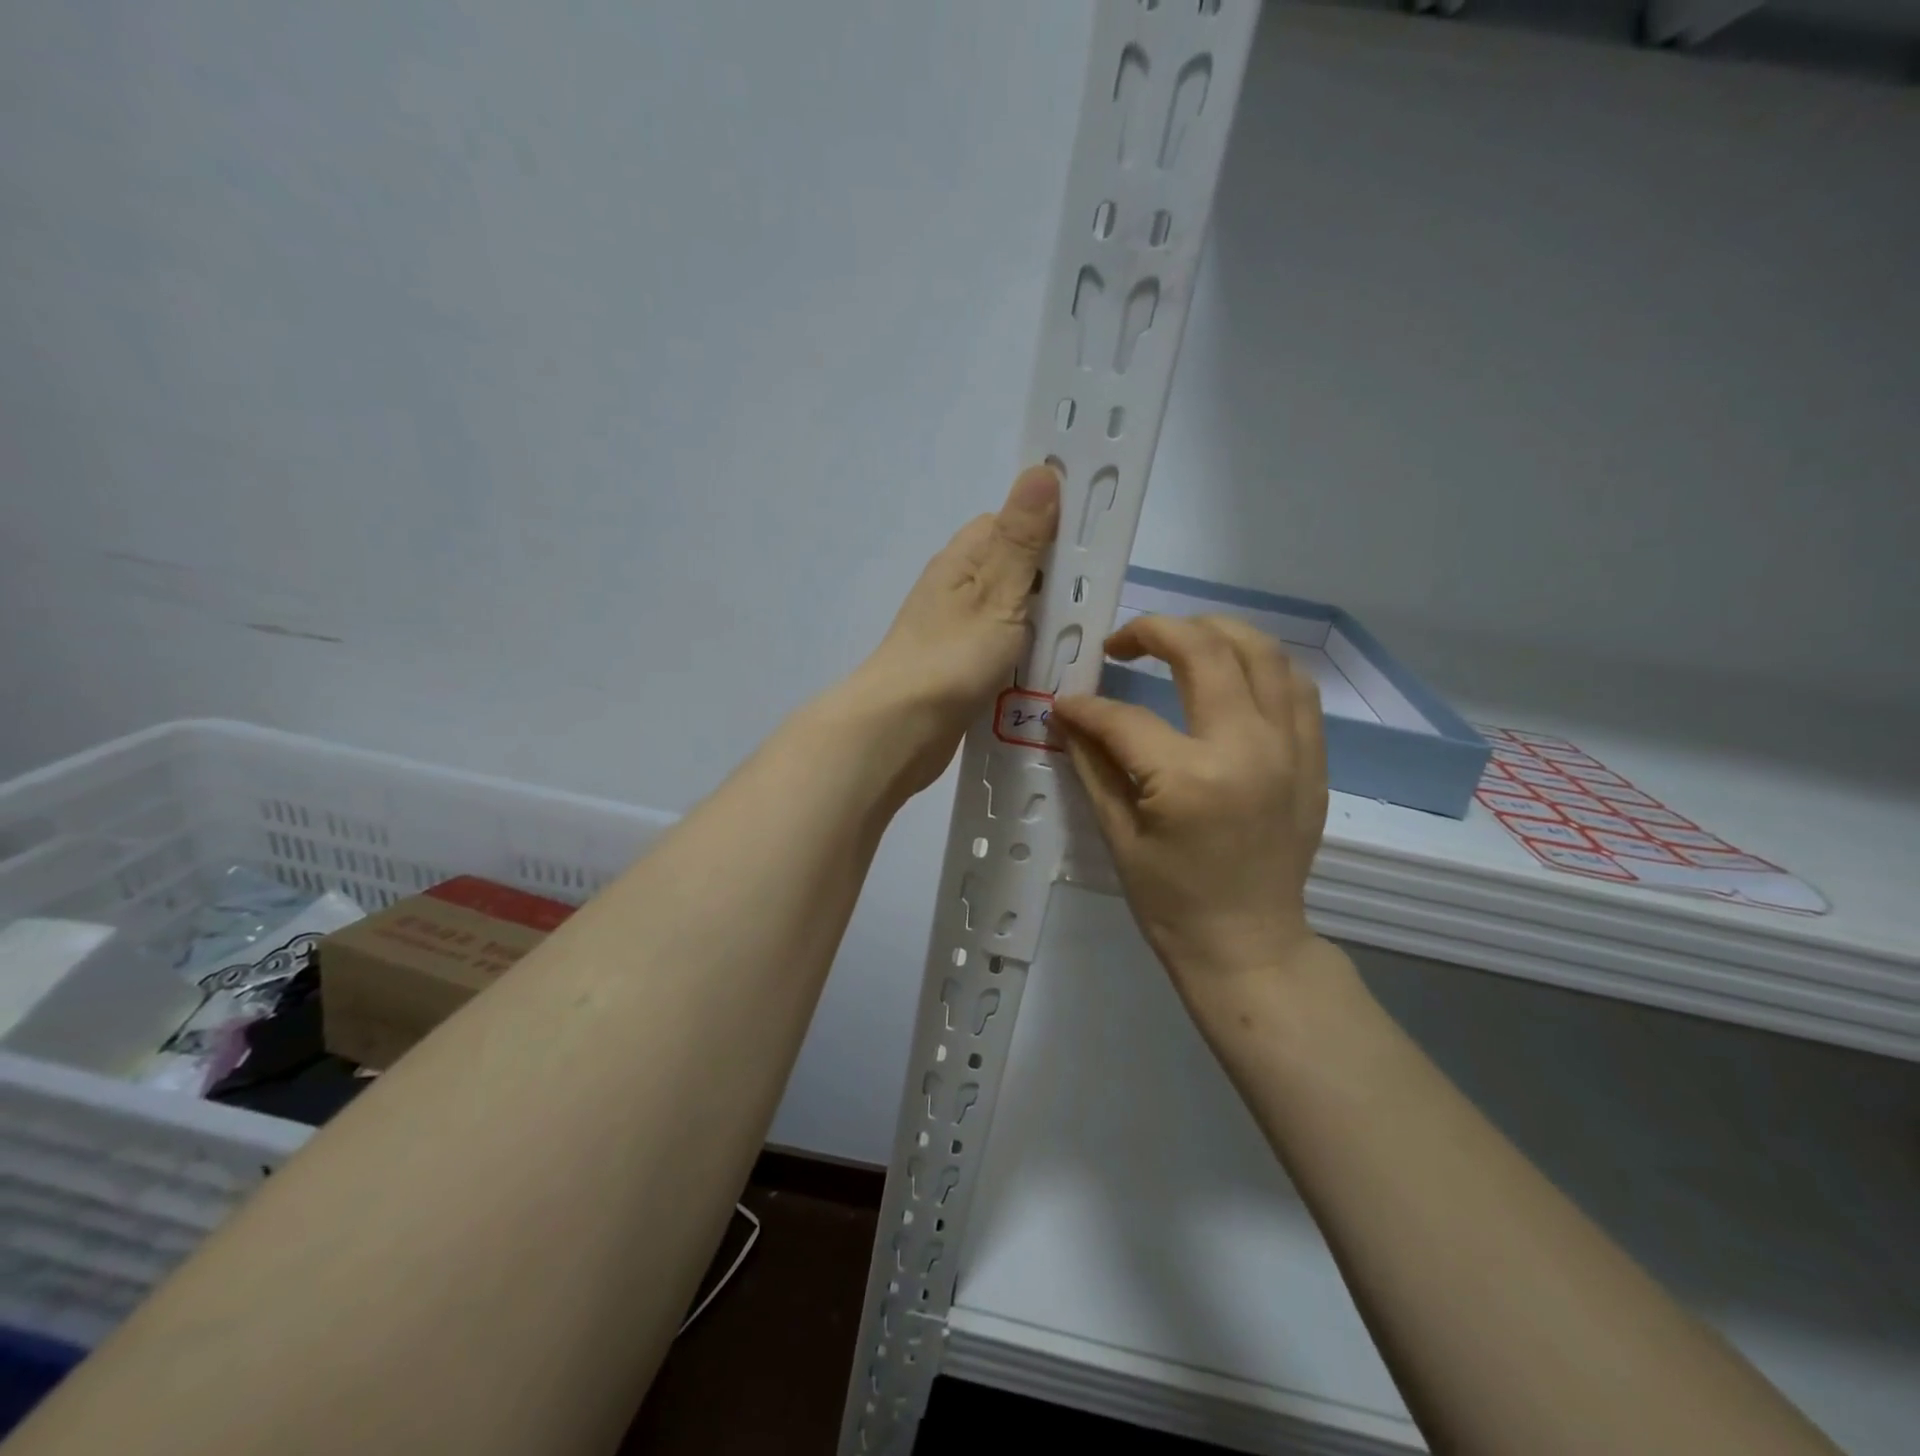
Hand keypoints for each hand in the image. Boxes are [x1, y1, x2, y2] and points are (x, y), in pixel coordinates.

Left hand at [839, 464, 1059, 795]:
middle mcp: (956, 589)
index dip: (1049, 529)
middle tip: (1093, 605)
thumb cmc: (952, 656)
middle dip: (1053, 584)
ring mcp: (956, 631)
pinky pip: (1003, 652)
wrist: (900, 730)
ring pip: (1012, 616)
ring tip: (1079, 642)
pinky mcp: (959, 669)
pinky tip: (1049, 673)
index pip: (1010, 524)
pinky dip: (1025, 658)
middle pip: (1015, 572)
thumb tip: (1041, 469)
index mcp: (963, 559)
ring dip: (1041, 626)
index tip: (1091, 547)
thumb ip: (1022, 539)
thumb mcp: (997, 591)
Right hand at [1053, 614, 1330, 1006]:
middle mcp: (1247, 747)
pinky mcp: (1313, 757)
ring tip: (1179, 640)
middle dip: (1153, 631)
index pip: (1126, 717)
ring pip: (1261, 652)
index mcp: (1190, 777)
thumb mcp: (1119, 834)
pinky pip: (1295, 686)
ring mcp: (1290, 748)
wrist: (1248, 943)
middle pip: (1203, 651)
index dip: (1086, 706)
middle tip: (1122, 643)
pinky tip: (1232, 671)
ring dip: (1214, 632)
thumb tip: (1068, 715)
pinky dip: (1261, 664)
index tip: (1065, 704)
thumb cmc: (1171, 901)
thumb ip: (1094, 764)